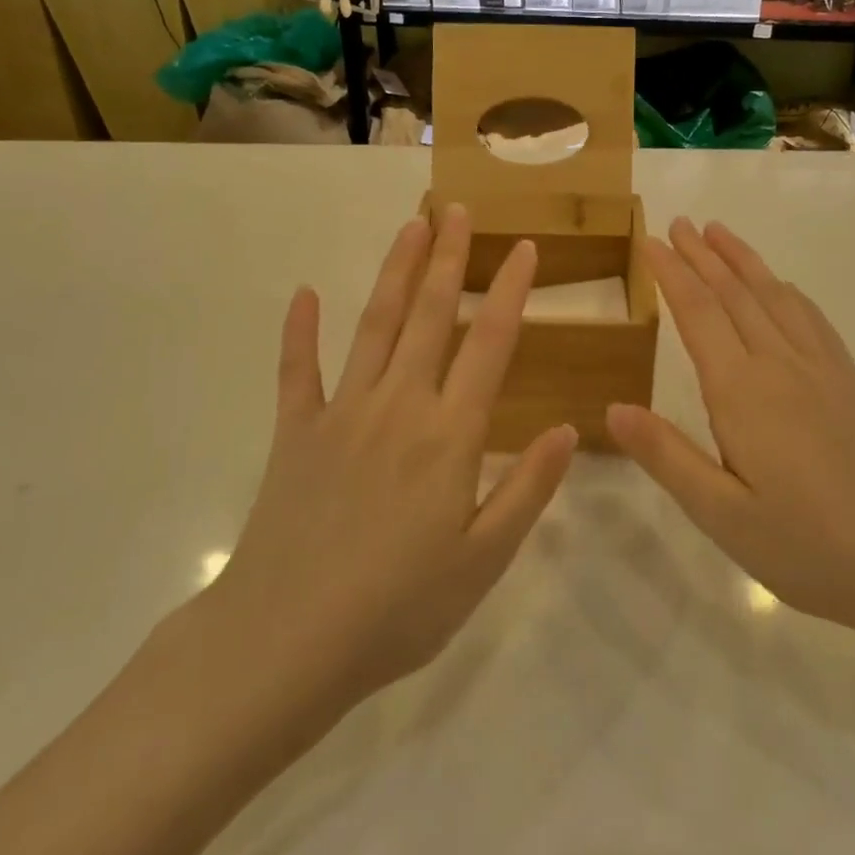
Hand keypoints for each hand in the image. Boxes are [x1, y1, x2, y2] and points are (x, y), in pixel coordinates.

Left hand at [205, 204, 576, 716]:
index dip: (509, 292)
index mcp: (450, 435)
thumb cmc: (398, 609)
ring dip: (395, 273)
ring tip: (411, 228)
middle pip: (430, 316)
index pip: (489, 344)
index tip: (525, 249)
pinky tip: (304, 294)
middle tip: (459, 210)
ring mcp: (342, 413)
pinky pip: (298, 371)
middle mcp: (399, 406)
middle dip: (449, 259)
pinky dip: (300, 332)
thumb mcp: (483, 560)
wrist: (285, 643)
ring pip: (374, 326)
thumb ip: (528, 489)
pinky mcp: (296, 433)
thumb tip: (569, 429)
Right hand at [607, 219, 854, 657]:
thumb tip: (612, 408)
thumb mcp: (723, 516)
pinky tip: (782, 287)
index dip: (673, 274)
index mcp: (743, 393)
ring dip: (744, 261)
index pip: (699, 314)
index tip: (652, 242)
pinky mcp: (852, 384)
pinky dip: (787, 291)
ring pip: (775, 297)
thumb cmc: (810, 548)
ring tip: (721, 232)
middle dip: (704, 255)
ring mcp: (824, 371)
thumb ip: (667, 456)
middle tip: (680, 222)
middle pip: (736, 294)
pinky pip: (812, 319)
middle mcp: (781, 366)